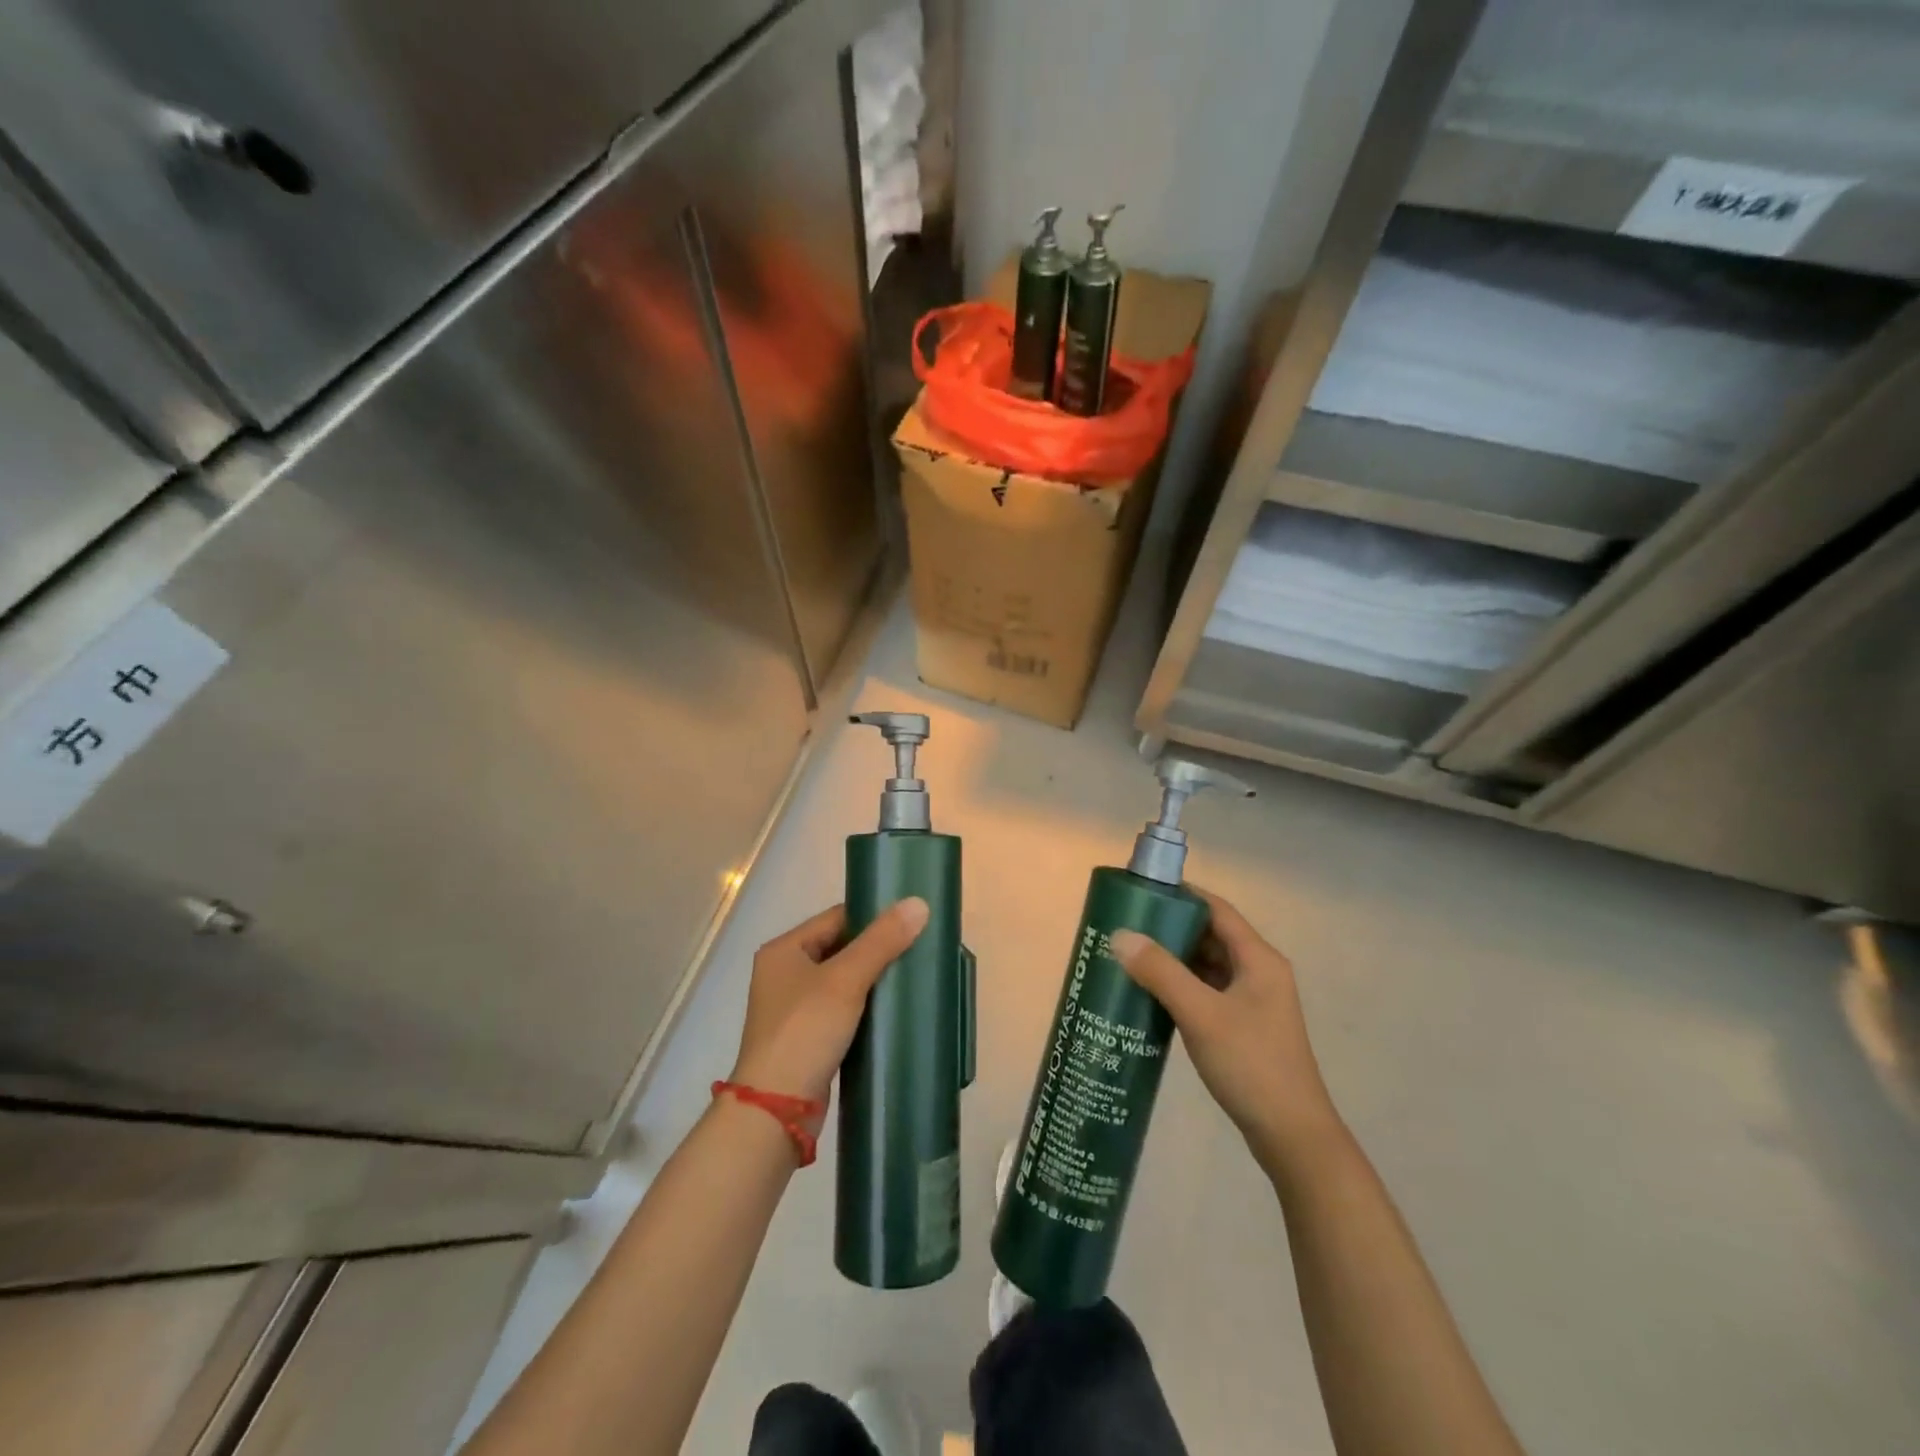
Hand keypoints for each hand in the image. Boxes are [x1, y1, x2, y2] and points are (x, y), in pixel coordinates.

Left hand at [728, 898, 929, 1107]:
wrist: (777, 1109)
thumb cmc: (805, 1031)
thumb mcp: (845, 980)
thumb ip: (881, 941)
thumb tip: (918, 903)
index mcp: (784, 950)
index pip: (836, 918)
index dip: (872, 918)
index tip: (910, 924)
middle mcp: (784, 973)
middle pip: (839, 948)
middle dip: (876, 950)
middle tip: (917, 950)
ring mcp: (794, 1008)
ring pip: (842, 981)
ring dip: (872, 981)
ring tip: (911, 978)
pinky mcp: (807, 1038)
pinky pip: (842, 1010)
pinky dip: (865, 1008)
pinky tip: (892, 1011)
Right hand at [1111, 888, 1339, 1167]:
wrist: (1292, 1136)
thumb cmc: (1251, 1065)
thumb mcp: (1201, 1014)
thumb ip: (1160, 972)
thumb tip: (1120, 935)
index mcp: (1259, 959)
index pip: (1216, 910)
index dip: (1181, 896)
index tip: (1141, 893)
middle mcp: (1259, 973)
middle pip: (1210, 936)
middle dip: (1170, 929)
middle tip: (1126, 926)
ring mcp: (1253, 1002)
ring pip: (1207, 966)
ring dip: (1173, 960)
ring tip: (1130, 956)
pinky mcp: (1244, 1027)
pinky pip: (1207, 992)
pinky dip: (1180, 987)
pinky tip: (1150, 995)